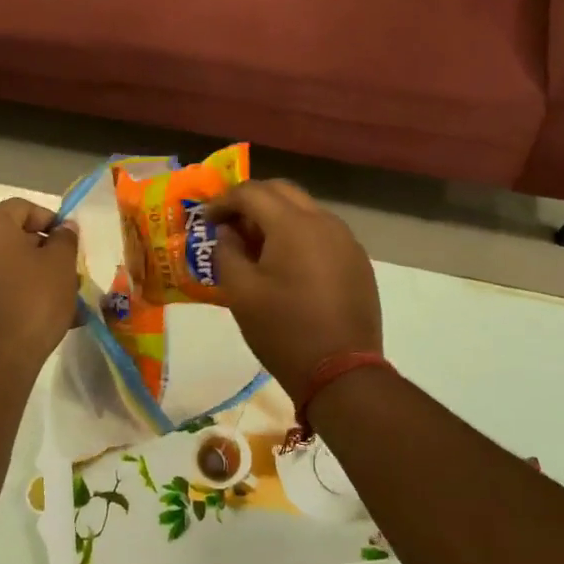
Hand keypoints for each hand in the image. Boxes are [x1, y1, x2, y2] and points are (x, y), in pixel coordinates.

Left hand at [0, 199, 80, 373]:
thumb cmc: (33, 302)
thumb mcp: (61, 265)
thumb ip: (65, 239)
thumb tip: (63, 228)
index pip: (21, 207)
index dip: (49, 218)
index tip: (69, 242)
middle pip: (15, 235)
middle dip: (47, 250)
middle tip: (70, 271)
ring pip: (11, 264)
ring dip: (40, 274)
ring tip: (66, 298)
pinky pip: (3, 287)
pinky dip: (25, 292)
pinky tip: (50, 316)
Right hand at [205, 180, 381, 399]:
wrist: (342, 372)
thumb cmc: (283, 331)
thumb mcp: (240, 293)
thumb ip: (227, 252)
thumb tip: (228, 232)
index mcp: (293, 224)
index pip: (252, 192)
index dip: (224, 201)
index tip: (206, 219)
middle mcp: (325, 222)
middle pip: (282, 191)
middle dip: (252, 201)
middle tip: (229, 224)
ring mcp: (347, 241)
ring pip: (306, 210)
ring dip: (277, 217)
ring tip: (256, 245)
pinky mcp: (358, 261)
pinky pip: (323, 233)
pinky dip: (300, 235)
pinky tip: (287, 264)